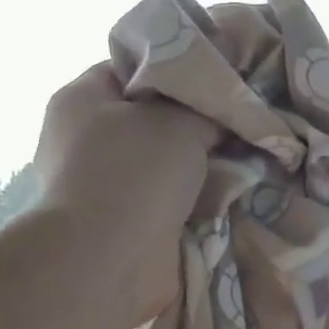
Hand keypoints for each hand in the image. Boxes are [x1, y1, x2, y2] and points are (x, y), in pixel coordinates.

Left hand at [33, 63, 219, 323]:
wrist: (110, 260)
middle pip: (153, 117)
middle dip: (196, 124)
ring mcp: (102, 184)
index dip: (180, 69)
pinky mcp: (122, 222)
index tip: (221, 80)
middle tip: (239, 122)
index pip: (136, 68)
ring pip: (164, 162)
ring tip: (245, 159)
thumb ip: (206, 108)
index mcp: (83, 98)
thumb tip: (224, 115)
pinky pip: (167, 200)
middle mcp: (85, 138)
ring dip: (200, 166)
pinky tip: (229, 195)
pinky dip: (194, 200)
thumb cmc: (135, 173)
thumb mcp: (180, 120)